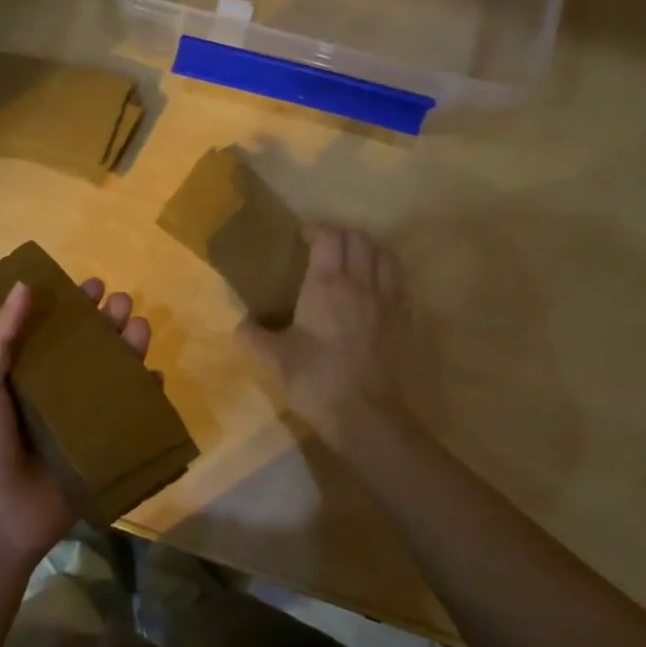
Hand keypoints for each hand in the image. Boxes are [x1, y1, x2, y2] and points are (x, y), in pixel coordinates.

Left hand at [0, 277, 154, 571]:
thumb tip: (24, 285)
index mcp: (20, 375)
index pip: (50, 330)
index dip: (70, 305)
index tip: (90, 283)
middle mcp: (52, 392)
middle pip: (86, 348)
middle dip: (105, 322)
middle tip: (119, 302)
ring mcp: (79, 421)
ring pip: (111, 376)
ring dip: (128, 349)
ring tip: (139, 327)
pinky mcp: (100, 448)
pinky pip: (128, 416)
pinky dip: (145, 396)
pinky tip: (154, 376)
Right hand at [239, 225, 416, 438]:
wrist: (367, 417)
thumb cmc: (317, 381)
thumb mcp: (276, 359)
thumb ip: (254, 337)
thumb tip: (239, 325)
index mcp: (327, 285)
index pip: (328, 237)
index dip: (315, 230)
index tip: (302, 237)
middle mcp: (361, 284)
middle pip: (360, 239)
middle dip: (342, 235)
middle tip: (325, 247)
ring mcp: (388, 301)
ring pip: (385, 255)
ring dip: (369, 249)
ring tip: (354, 261)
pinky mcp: (405, 321)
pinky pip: (400, 282)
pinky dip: (387, 274)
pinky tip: (376, 289)